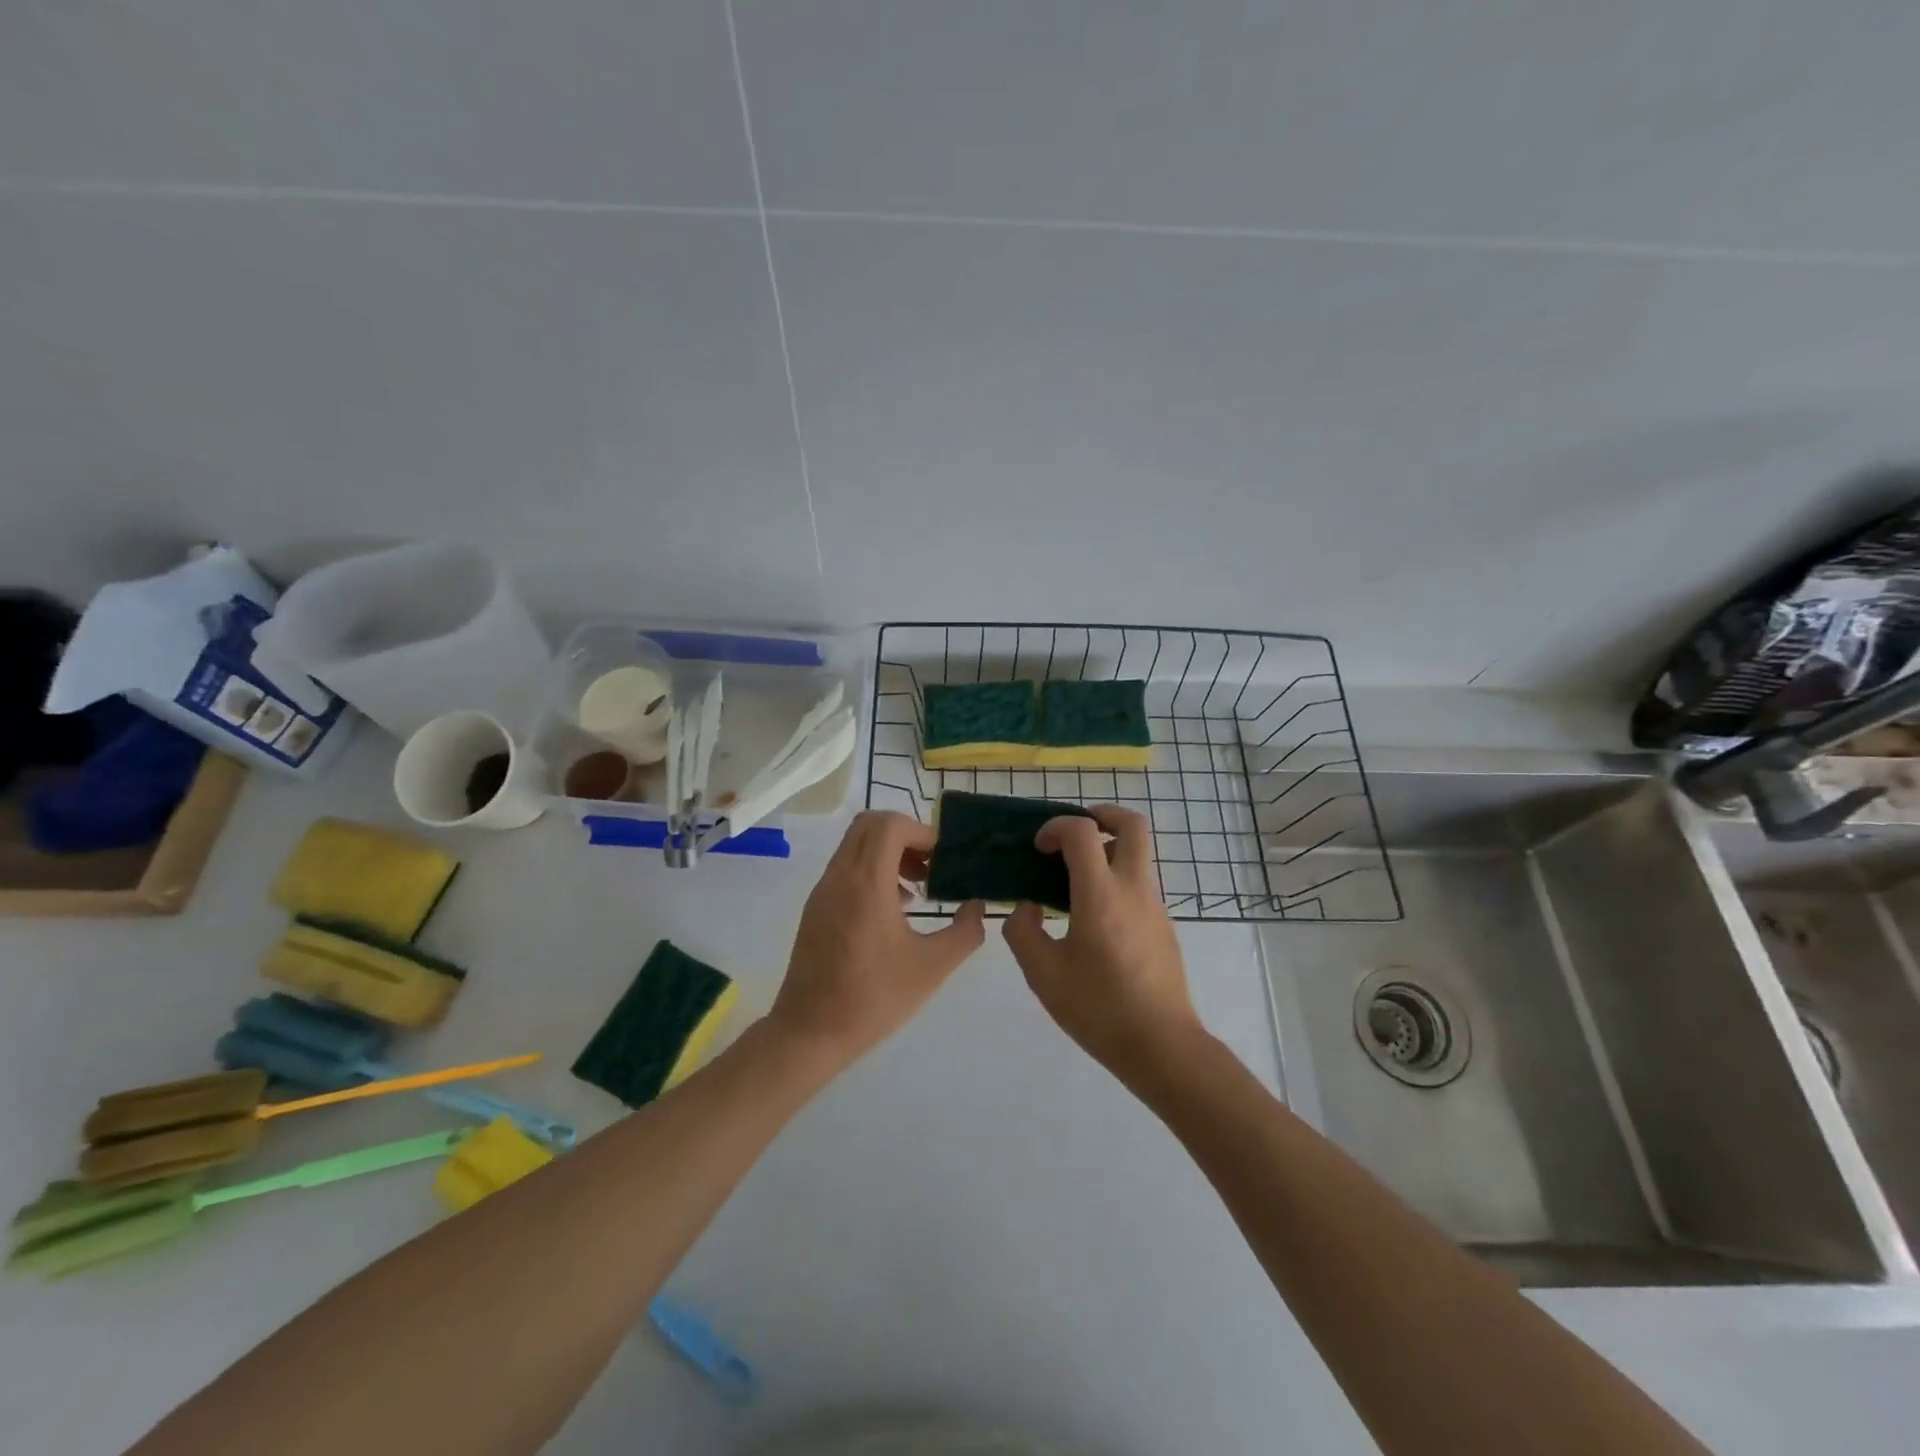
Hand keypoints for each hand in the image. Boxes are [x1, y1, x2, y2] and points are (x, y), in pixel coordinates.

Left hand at [771, 811, 985, 1068]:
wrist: (809, 1033)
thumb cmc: (873, 998)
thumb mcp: (932, 968)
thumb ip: (964, 932)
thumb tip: (977, 907)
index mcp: (866, 883)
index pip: (890, 825)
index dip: (922, 831)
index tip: (943, 859)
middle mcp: (840, 876)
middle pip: (869, 824)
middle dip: (904, 835)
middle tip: (930, 865)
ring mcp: (823, 891)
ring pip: (854, 845)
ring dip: (887, 853)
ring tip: (917, 889)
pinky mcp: (815, 908)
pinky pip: (845, 868)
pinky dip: (871, 870)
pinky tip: (893, 910)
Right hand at [1002, 805, 1204, 1086]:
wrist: (1162, 1047)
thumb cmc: (1099, 1009)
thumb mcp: (1043, 974)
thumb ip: (1023, 931)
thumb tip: (1027, 908)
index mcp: (1102, 895)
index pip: (1083, 832)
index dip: (1056, 827)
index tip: (1039, 848)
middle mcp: (1134, 889)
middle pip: (1133, 825)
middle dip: (1103, 815)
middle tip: (1074, 830)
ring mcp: (1155, 906)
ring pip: (1138, 855)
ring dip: (1107, 851)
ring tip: (1073, 880)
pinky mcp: (1164, 926)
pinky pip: (1139, 885)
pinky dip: (1115, 880)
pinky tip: (1092, 919)